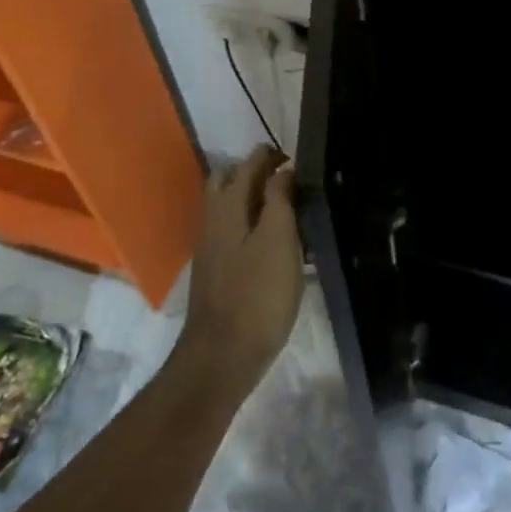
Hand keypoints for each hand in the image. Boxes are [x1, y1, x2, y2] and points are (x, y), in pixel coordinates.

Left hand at [178, 144, 304, 395]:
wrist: (222, 355)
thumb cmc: (258, 295)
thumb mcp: (278, 240)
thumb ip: (279, 199)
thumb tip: (283, 168)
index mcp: (227, 207)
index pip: (248, 165)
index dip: (272, 156)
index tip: (300, 159)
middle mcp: (212, 220)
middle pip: (229, 181)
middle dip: (256, 172)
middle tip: (291, 180)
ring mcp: (211, 247)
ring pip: (229, 207)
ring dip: (253, 198)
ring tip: (288, 208)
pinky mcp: (216, 270)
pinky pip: (232, 230)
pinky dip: (251, 223)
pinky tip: (274, 241)